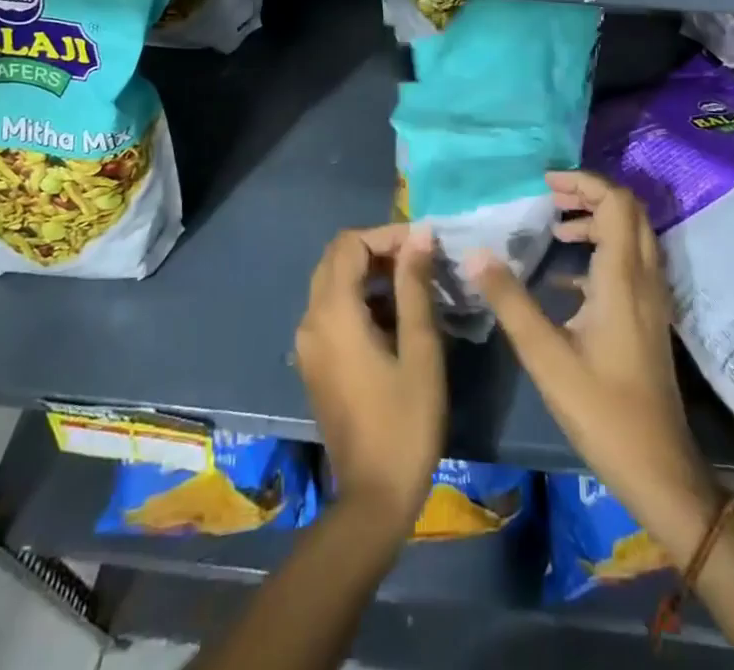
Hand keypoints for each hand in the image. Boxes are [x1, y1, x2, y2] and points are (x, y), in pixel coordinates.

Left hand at [295, 223, 445, 540]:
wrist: (372, 500)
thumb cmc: (405, 422)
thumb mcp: (421, 350)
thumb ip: (415, 285)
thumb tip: (420, 234)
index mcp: (333, 313)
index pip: (351, 244)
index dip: (387, 234)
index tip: (425, 244)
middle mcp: (311, 320)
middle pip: (337, 259)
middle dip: (378, 249)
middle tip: (420, 260)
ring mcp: (308, 343)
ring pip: (333, 282)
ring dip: (370, 273)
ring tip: (415, 283)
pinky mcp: (315, 362)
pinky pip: (332, 309)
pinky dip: (360, 298)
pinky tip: (396, 316)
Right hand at [472, 171, 718, 550]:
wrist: (659, 468)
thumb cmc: (601, 409)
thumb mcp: (545, 355)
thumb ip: (509, 300)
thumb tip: (475, 253)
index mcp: (623, 276)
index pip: (616, 202)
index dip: (583, 182)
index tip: (546, 184)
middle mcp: (644, 277)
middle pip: (628, 211)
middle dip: (589, 195)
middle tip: (550, 199)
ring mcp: (651, 298)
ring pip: (631, 236)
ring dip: (596, 221)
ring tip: (554, 229)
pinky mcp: (648, 317)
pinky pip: (629, 263)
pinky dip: (600, 252)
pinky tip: (564, 278)